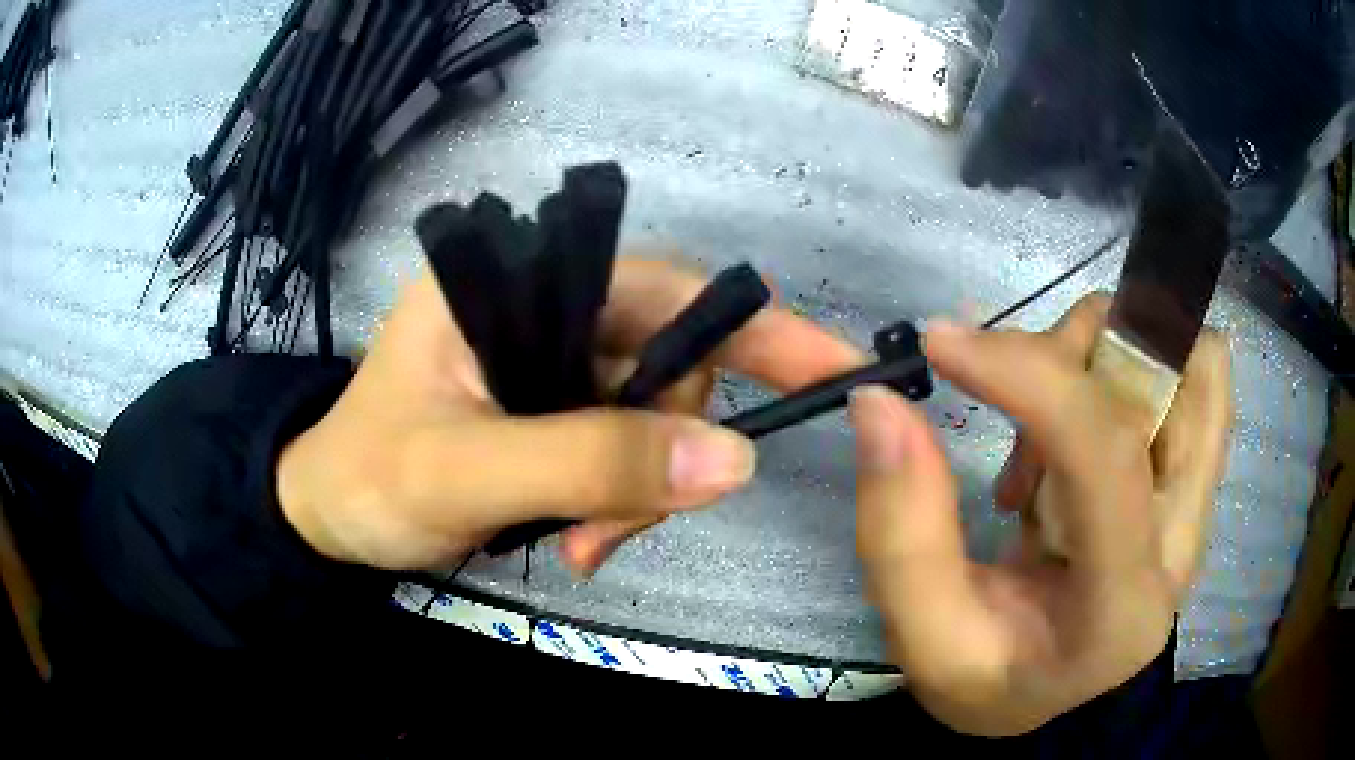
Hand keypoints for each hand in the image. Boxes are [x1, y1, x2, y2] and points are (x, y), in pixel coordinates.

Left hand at [278, 256, 862, 573]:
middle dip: (665, 450)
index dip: (754, 324)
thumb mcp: (464, 473)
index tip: (833, 369)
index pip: (660, 284)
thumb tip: (733, 460)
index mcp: (511, 278)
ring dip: (641, 492)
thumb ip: (591, 461)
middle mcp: (544, 303)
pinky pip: (629, 450)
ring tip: (582, 546)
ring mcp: (553, 361)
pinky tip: (577, 541)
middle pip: (668, 360)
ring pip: (656, 416)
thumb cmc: (368, 480)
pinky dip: (623, 502)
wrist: (329, 519)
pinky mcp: (556, 410)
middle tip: (611, 532)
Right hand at [848, 295, 1231, 736]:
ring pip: (1188, 359)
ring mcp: (1197, 504)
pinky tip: (1068, 442)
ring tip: (1041, 441)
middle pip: (1181, 375)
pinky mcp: (1192, 479)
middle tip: (1017, 399)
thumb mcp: (926, 637)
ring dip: (1100, 359)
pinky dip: (1119, 372)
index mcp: (1121, 605)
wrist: (1055, 691)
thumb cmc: (994, 679)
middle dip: (1086, 352)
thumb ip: (900, 530)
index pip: (1104, 454)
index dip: (1028, 377)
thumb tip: (880, 400)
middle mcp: (1184, 541)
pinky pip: (1183, 376)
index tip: (944, 344)